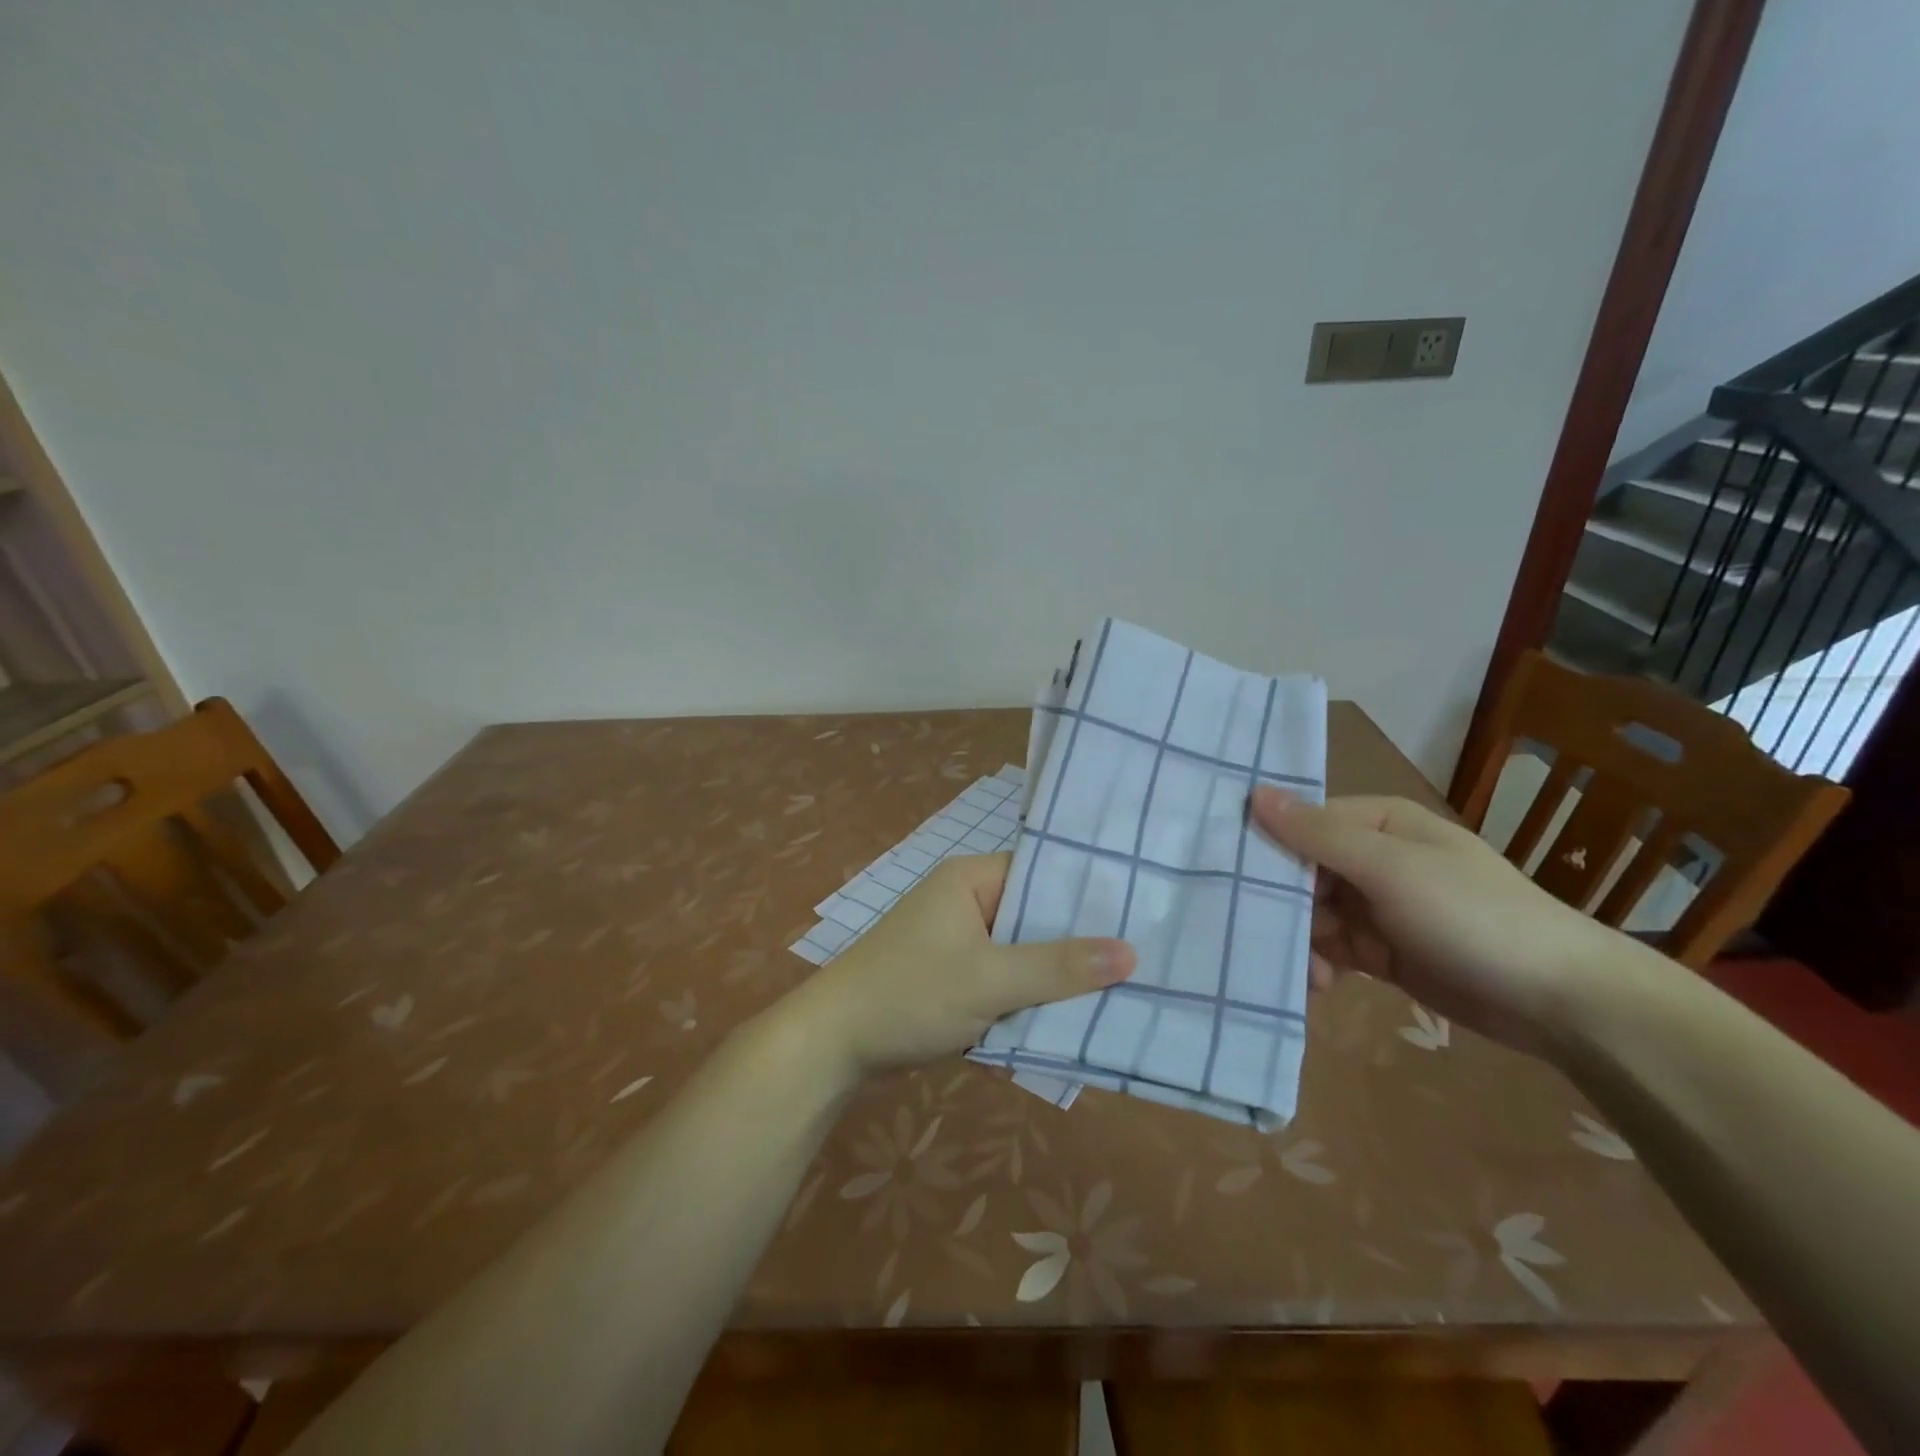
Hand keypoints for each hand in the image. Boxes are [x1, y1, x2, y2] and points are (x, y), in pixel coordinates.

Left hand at [780, 854, 1135, 1079]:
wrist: (834, 1045)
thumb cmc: (909, 994)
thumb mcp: (988, 979)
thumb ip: (1057, 967)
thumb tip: (1130, 953)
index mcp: (971, 879)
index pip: (1042, 873)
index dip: (1087, 895)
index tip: (1139, 917)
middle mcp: (966, 901)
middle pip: (1035, 916)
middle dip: (1076, 944)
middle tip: (1140, 962)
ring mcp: (958, 941)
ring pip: (1022, 953)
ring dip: (1054, 976)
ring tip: (1120, 992)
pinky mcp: (954, 977)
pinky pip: (1003, 979)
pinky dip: (1027, 997)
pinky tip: (1069, 1016)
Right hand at [1250, 788, 1625, 1057]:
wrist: (1560, 1000)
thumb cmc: (1471, 916)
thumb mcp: (1390, 869)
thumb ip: (1318, 835)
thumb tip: (1253, 793)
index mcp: (1377, 824)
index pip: (1301, 824)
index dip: (1267, 848)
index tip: (1232, 879)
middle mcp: (1372, 859)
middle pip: (1301, 873)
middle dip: (1283, 906)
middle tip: (1264, 936)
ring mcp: (1376, 907)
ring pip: (1311, 915)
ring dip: (1300, 941)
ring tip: (1306, 972)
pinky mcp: (1381, 951)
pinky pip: (1331, 950)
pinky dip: (1319, 965)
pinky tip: (1319, 984)